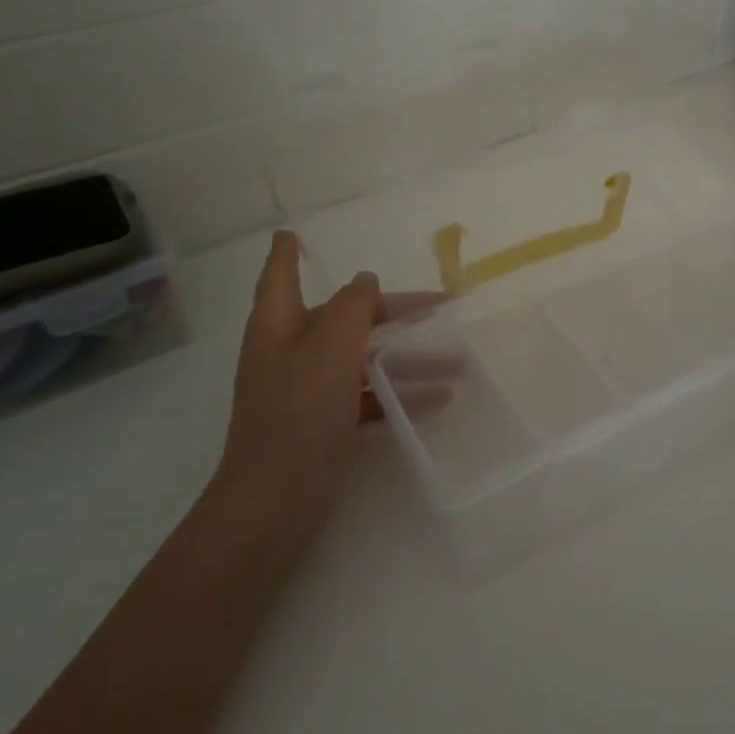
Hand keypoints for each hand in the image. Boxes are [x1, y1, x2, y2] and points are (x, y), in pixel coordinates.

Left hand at [212, 231, 441, 546]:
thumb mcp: (330, 347)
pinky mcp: (324, 424)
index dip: (288, 253)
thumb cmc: (298, 412)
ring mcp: (308, 390)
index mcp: (280, 325)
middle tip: (444, 307)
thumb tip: (365, 281)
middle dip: (394, 310)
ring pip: (364, 358)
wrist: (276, 501)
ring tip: (459, 361)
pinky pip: (368, 396)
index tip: (293, 233)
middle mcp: (291, 351)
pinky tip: (439, 399)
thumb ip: (352, 307)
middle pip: (346, 317)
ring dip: (408, 357)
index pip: (281, 276)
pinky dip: (400, 394)